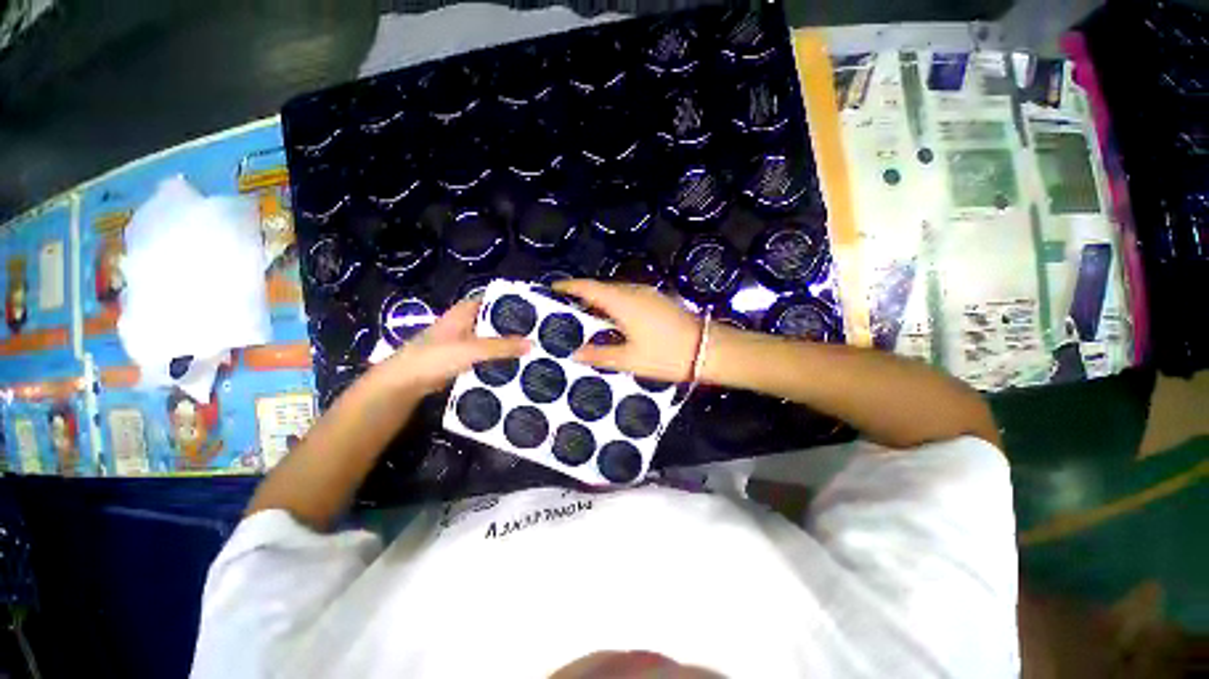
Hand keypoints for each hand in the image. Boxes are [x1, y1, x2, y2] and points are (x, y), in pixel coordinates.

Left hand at [374, 299, 529, 394]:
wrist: (404, 383)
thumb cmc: (436, 357)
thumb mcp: (473, 349)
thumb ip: (503, 346)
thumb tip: (533, 344)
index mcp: (465, 311)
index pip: (494, 300)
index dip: (514, 302)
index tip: (536, 310)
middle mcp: (465, 322)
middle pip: (494, 320)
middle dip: (514, 326)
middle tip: (540, 332)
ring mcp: (463, 341)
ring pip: (491, 338)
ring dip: (507, 343)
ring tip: (533, 348)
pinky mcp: (461, 358)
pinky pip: (486, 354)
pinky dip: (498, 357)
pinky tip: (514, 364)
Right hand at [554, 279, 701, 382]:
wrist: (709, 349)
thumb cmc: (666, 354)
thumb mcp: (630, 359)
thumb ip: (600, 355)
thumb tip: (576, 353)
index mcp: (622, 302)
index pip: (588, 287)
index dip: (569, 286)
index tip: (553, 289)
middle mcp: (633, 291)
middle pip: (601, 288)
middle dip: (583, 296)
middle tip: (566, 310)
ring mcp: (648, 294)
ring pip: (616, 292)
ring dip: (600, 301)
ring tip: (586, 318)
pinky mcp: (658, 300)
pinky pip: (628, 297)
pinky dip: (615, 305)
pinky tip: (613, 322)